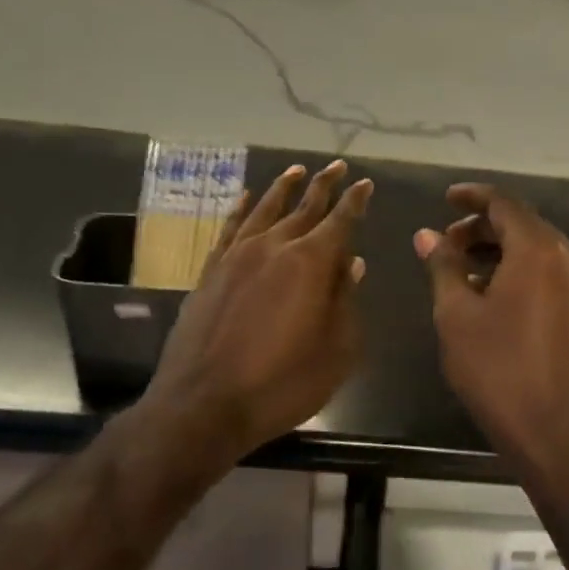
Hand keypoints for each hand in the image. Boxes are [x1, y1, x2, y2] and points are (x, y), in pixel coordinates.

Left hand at [138, 160, 371, 469]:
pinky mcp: (210, 271)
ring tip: (296, 170)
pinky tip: (247, 198)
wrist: (204, 403)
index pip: (340, 221)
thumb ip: (346, 301)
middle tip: (337, 166)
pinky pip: (229, 228)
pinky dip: (240, 209)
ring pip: (265, 209)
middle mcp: (274, 247)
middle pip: (304, 207)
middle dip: (324, 186)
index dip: (355, 201)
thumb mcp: (336, 350)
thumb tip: (352, 263)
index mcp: (311, 263)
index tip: (364, 183)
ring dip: (283, 188)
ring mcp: (237, 256)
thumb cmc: (282, 382)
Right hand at [416, 184, 568, 478]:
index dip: (472, 197)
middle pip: (524, 224)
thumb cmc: (499, 371)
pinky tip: (495, 294)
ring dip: (502, 251)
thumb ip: (443, 266)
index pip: (504, 203)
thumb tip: (427, 235)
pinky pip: (553, 273)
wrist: (557, 434)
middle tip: (446, 245)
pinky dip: (522, 271)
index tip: (446, 199)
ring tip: (464, 272)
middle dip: (483, 228)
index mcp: (540, 250)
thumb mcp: (457, 316)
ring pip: (539, 249)